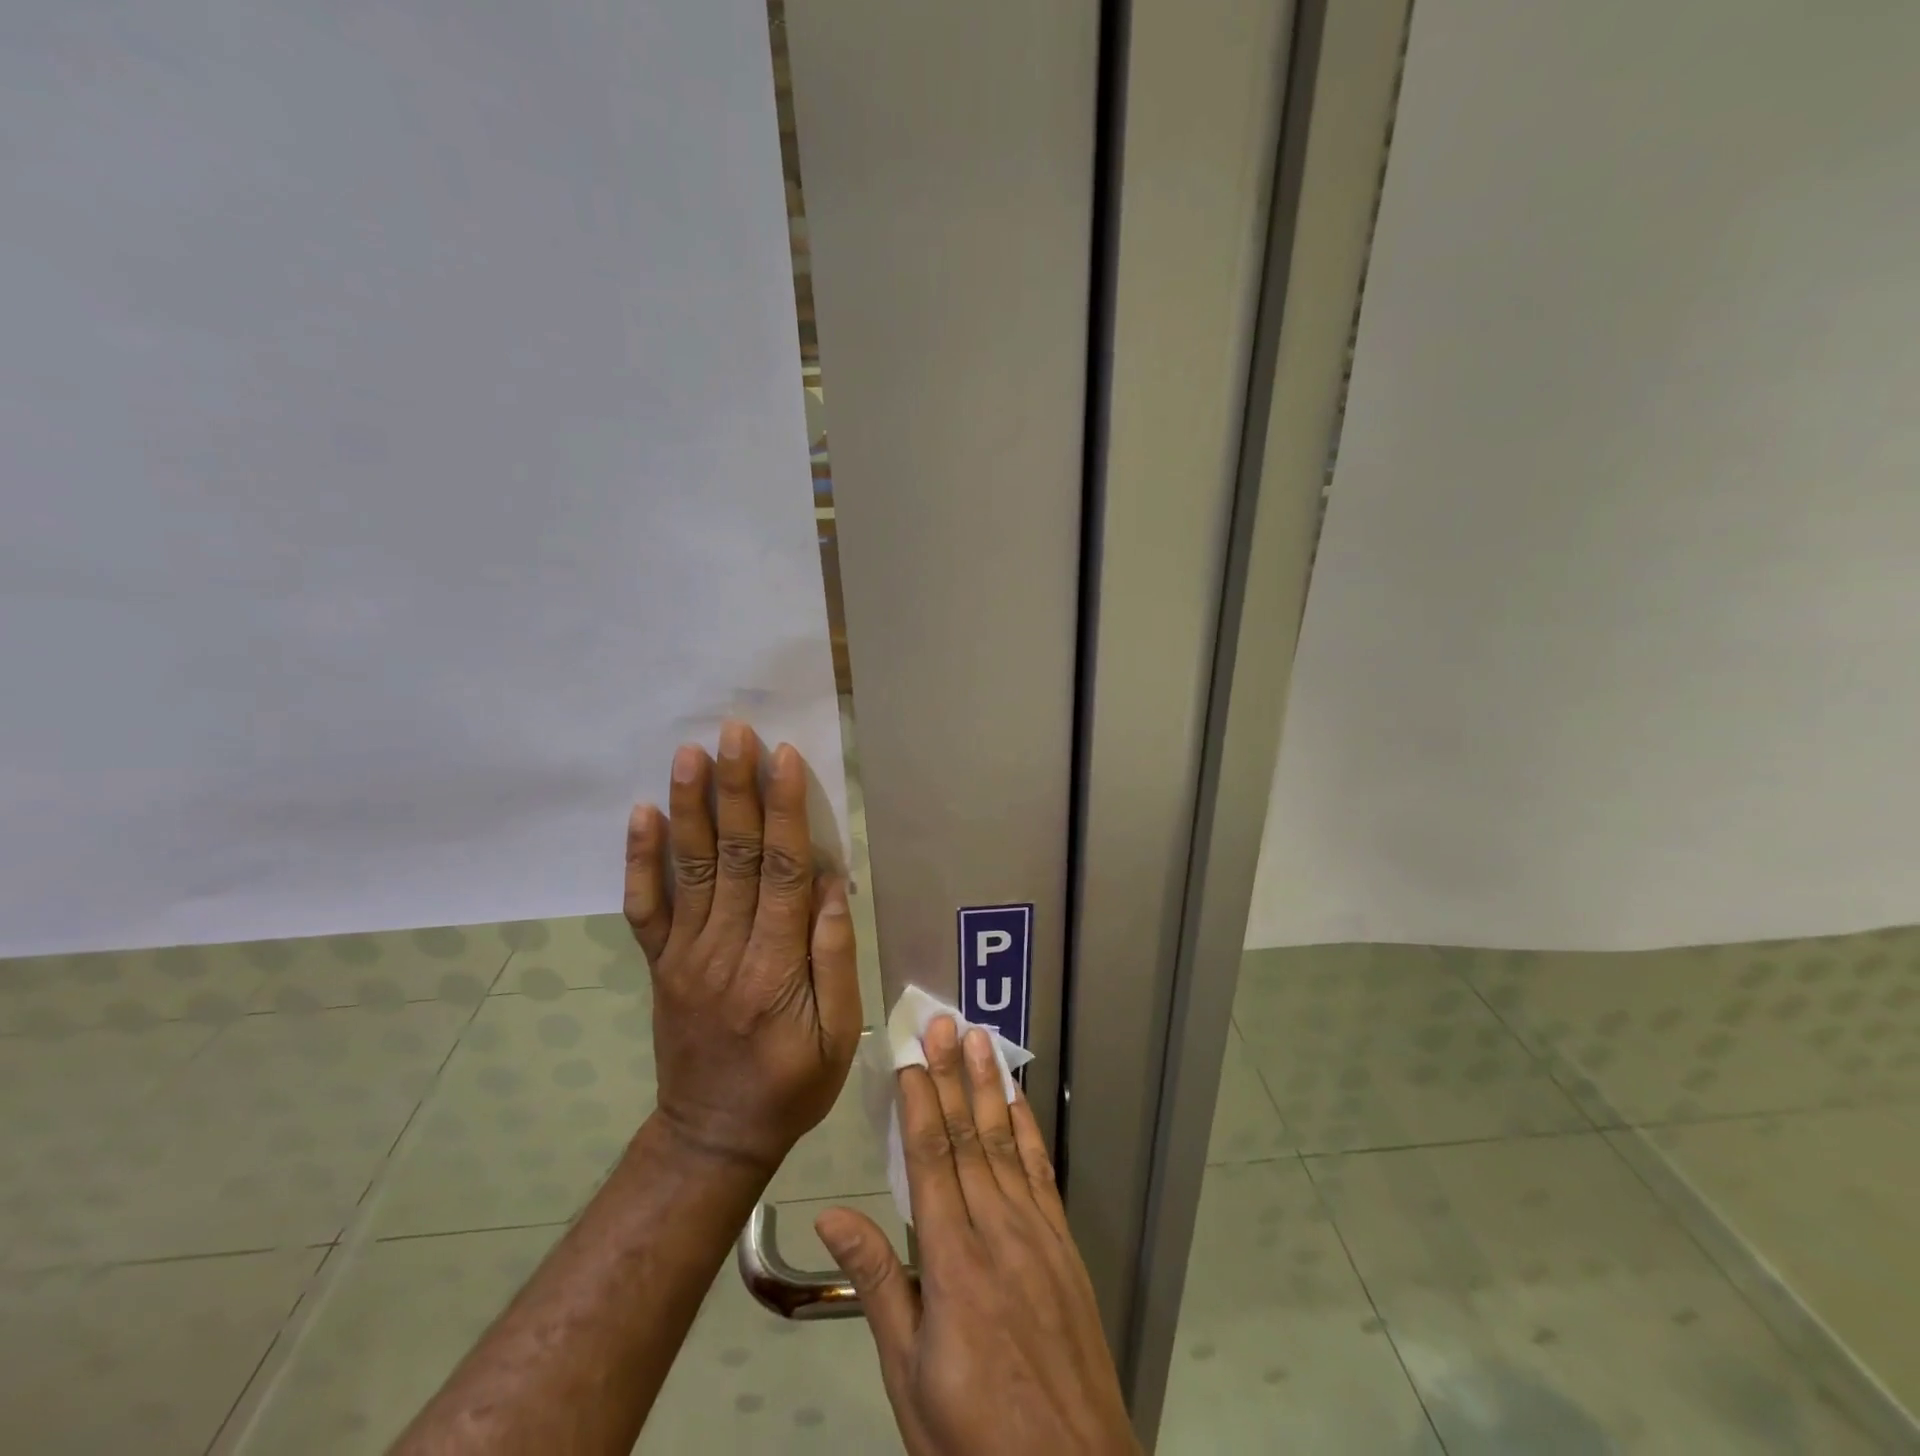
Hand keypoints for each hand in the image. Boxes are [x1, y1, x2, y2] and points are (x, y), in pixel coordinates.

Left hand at [622, 720, 860, 1172]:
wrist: (712, 1136)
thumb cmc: (791, 1086)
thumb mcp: (838, 1034)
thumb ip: (835, 956)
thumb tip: (834, 883)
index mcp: (776, 969)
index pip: (784, 873)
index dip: (785, 812)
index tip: (783, 759)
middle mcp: (725, 951)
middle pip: (735, 857)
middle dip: (736, 790)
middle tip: (734, 733)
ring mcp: (684, 955)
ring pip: (689, 869)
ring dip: (690, 807)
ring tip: (690, 754)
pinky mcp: (660, 963)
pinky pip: (645, 906)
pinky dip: (639, 859)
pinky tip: (641, 814)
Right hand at [816, 1018, 1140, 1455]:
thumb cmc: (971, 1432)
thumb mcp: (907, 1375)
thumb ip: (877, 1285)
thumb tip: (831, 1216)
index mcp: (952, 1260)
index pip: (931, 1159)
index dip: (919, 1102)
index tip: (910, 1057)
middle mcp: (996, 1230)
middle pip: (969, 1136)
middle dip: (952, 1074)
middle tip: (945, 1022)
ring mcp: (1036, 1232)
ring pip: (1006, 1141)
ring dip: (990, 1085)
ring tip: (981, 1038)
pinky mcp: (1064, 1243)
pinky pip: (1042, 1171)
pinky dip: (1029, 1128)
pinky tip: (1019, 1099)